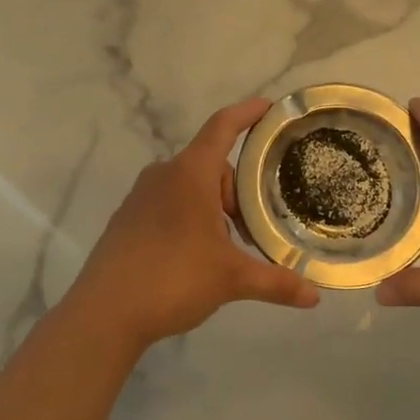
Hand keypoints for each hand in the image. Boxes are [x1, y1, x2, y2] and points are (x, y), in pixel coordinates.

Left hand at [57, 97, 319, 351]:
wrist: (104, 313)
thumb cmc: (173, 278)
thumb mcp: (231, 278)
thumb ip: (275, 282)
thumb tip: (315, 297)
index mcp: (190, 173)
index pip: (223, 127)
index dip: (248, 113)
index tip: (270, 107)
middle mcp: (163, 175)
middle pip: (212, 166)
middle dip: (238, 191)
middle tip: (255, 228)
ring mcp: (140, 197)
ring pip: (190, 187)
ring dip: (215, 208)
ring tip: (228, 248)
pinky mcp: (127, 219)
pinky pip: (169, 204)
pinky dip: (190, 218)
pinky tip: (196, 257)